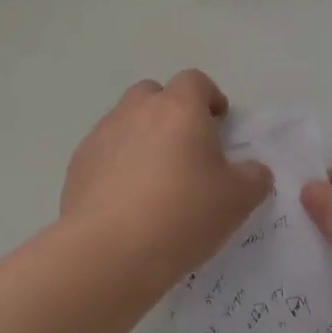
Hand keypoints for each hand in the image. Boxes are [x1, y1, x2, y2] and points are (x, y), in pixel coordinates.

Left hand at [61, 70, 273, 293]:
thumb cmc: (183, 214)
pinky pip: (103, 153)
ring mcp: (102, 136)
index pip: (195, 81)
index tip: (219, 123)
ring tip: (154, 178)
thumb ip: (253, 177)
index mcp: (178, 109)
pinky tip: (126, 200)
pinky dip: (117, 164)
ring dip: (141, 137)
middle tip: (186, 148)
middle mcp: (136, 111)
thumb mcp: (238, 199)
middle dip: (170, 112)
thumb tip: (251, 170)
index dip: (210, 97)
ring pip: (125, 122)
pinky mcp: (78, 165)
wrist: (111, 251)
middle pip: (154, 94)